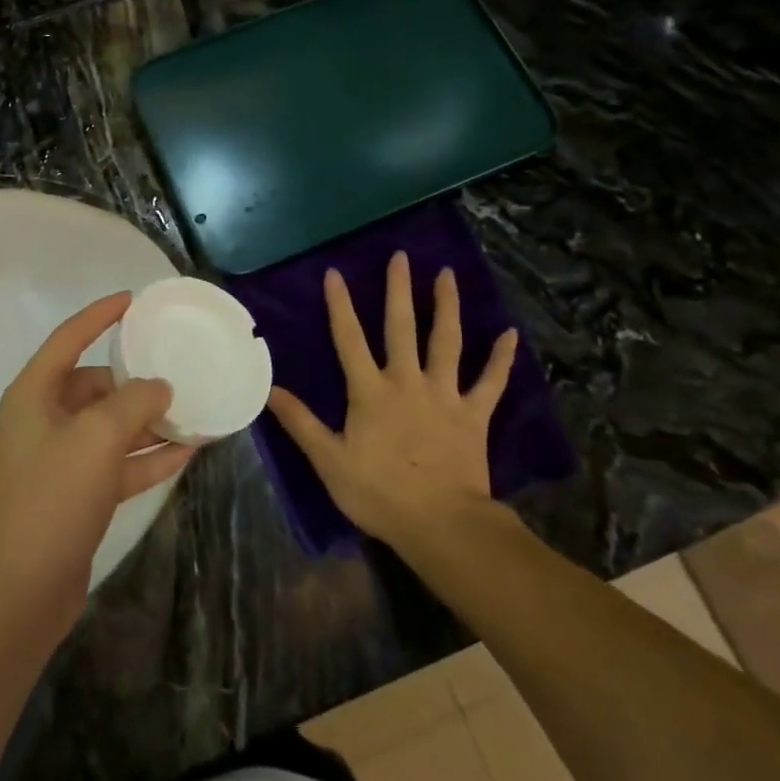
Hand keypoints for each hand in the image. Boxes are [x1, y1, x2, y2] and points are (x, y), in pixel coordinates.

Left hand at [0, 292, 194, 628]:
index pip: (69, 338)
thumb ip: (133, 402)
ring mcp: (61, 460)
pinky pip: (118, 463)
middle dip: (134, 378)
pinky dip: (148, 456)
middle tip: (177, 368)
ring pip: (111, 426)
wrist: (19, 593)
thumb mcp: (97, 437)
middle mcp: (45, 420)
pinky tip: (188, 450)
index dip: (100, 315)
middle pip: (94, 385)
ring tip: (192, 408)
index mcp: (35, 394)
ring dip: (148, 420)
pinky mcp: (77, 495)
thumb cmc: (51, 498)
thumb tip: (158, 387)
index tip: (133, 300)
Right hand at [266, 253, 519, 549]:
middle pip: (402, 327)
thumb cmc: (379, 493)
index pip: (349, 339)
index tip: (335, 273)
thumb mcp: (328, 460)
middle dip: (399, 290)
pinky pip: (490, 382)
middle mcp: (407, 381)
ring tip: (447, 274)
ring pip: (446, 342)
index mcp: (370, 391)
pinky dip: (501, 359)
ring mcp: (444, 395)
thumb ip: (300, 422)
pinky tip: (510, 335)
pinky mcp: (474, 415)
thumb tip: (269, 389)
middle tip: (401, 256)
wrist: (441, 524)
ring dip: (446, 306)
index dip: (340, 305)